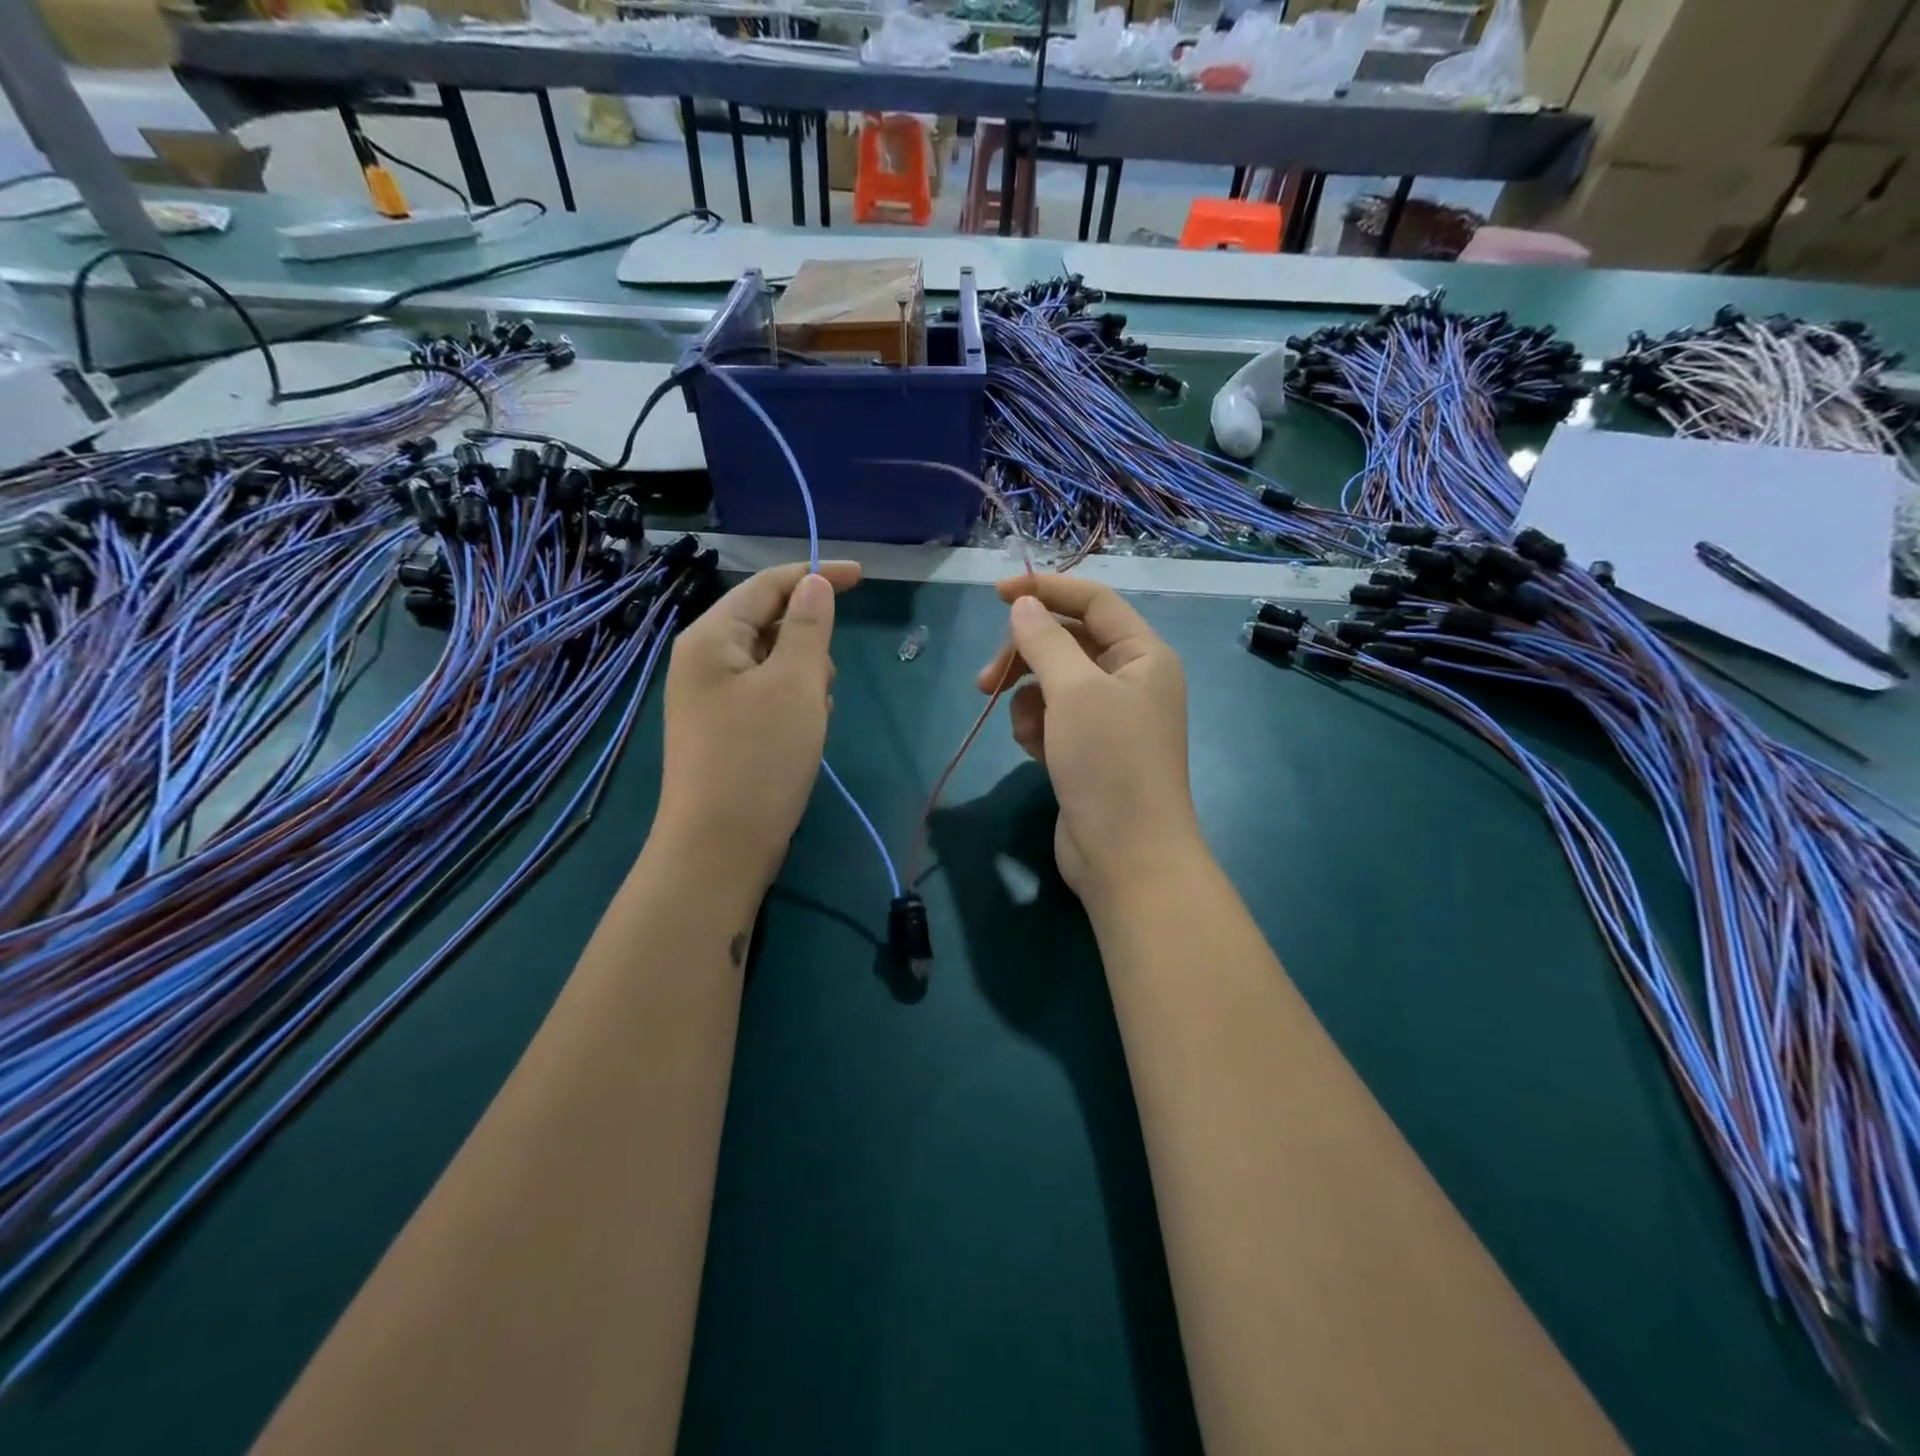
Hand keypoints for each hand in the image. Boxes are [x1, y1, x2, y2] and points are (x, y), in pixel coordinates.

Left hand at [656, 560, 861, 894]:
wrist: (719, 848)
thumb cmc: (759, 758)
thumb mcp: (795, 684)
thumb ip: (808, 626)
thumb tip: (815, 583)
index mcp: (712, 638)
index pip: (768, 584)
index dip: (816, 574)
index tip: (863, 577)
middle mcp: (704, 661)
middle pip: (771, 625)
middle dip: (808, 646)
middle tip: (821, 687)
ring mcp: (711, 699)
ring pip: (775, 665)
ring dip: (804, 682)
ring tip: (810, 721)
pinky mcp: (724, 731)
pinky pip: (768, 698)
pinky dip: (792, 708)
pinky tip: (800, 739)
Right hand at [976, 575, 1202, 906]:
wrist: (1126, 858)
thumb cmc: (1109, 764)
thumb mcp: (1075, 692)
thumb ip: (1045, 641)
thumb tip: (1024, 606)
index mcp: (1143, 655)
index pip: (1093, 601)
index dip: (1046, 591)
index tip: (997, 596)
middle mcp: (1130, 680)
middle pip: (1067, 643)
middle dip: (1025, 657)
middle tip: (986, 681)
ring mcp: (1109, 718)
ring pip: (1052, 683)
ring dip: (1028, 700)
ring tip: (1027, 732)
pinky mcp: (1087, 750)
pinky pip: (1052, 719)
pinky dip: (1036, 729)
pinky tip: (1035, 753)